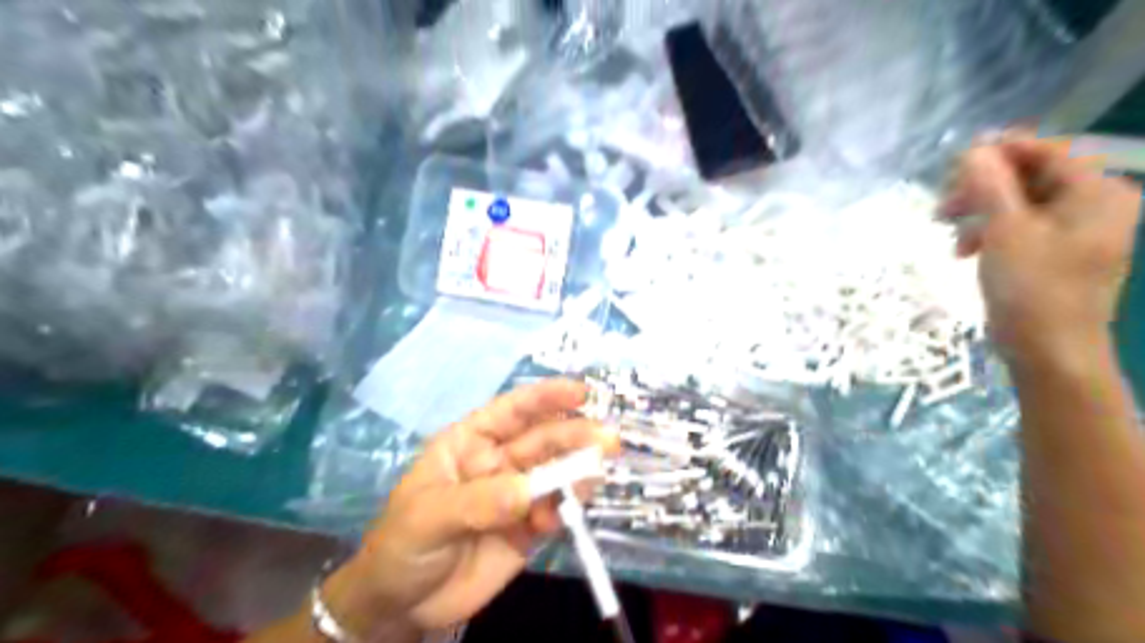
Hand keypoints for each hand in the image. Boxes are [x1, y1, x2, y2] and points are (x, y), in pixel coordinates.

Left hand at [317, 378, 622, 640]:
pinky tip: (569, 514)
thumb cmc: (402, 545)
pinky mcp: (528, 529)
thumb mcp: (429, 517)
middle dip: (574, 436)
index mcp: (470, 443)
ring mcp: (516, 495)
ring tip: (595, 474)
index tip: (580, 393)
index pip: (511, 412)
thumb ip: (477, 502)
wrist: (401, 606)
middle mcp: (499, 461)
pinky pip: (556, 511)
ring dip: (578, 471)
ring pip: (555, 474)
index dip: (545, 398)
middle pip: (542, 441)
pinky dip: (568, 509)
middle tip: (607, 440)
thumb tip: (527, 490)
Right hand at [945, 133, 1139, 366]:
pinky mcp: (1055, 254)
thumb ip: (989, 186)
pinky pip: (1019, 228)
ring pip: (1019, 204)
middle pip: (1030, 179)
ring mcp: (1076, 232)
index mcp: (1096, 193)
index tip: (955, 160)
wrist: (1049, 352)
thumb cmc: (1033, 288)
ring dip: (979, 213)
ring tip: (948, 232)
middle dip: (982, 189)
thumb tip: (973, 149)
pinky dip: (989, 233)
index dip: (1000, 152)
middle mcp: (1094, 206)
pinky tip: (964, 250)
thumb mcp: (1005, 231)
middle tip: (942, 206)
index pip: (1046, 153)